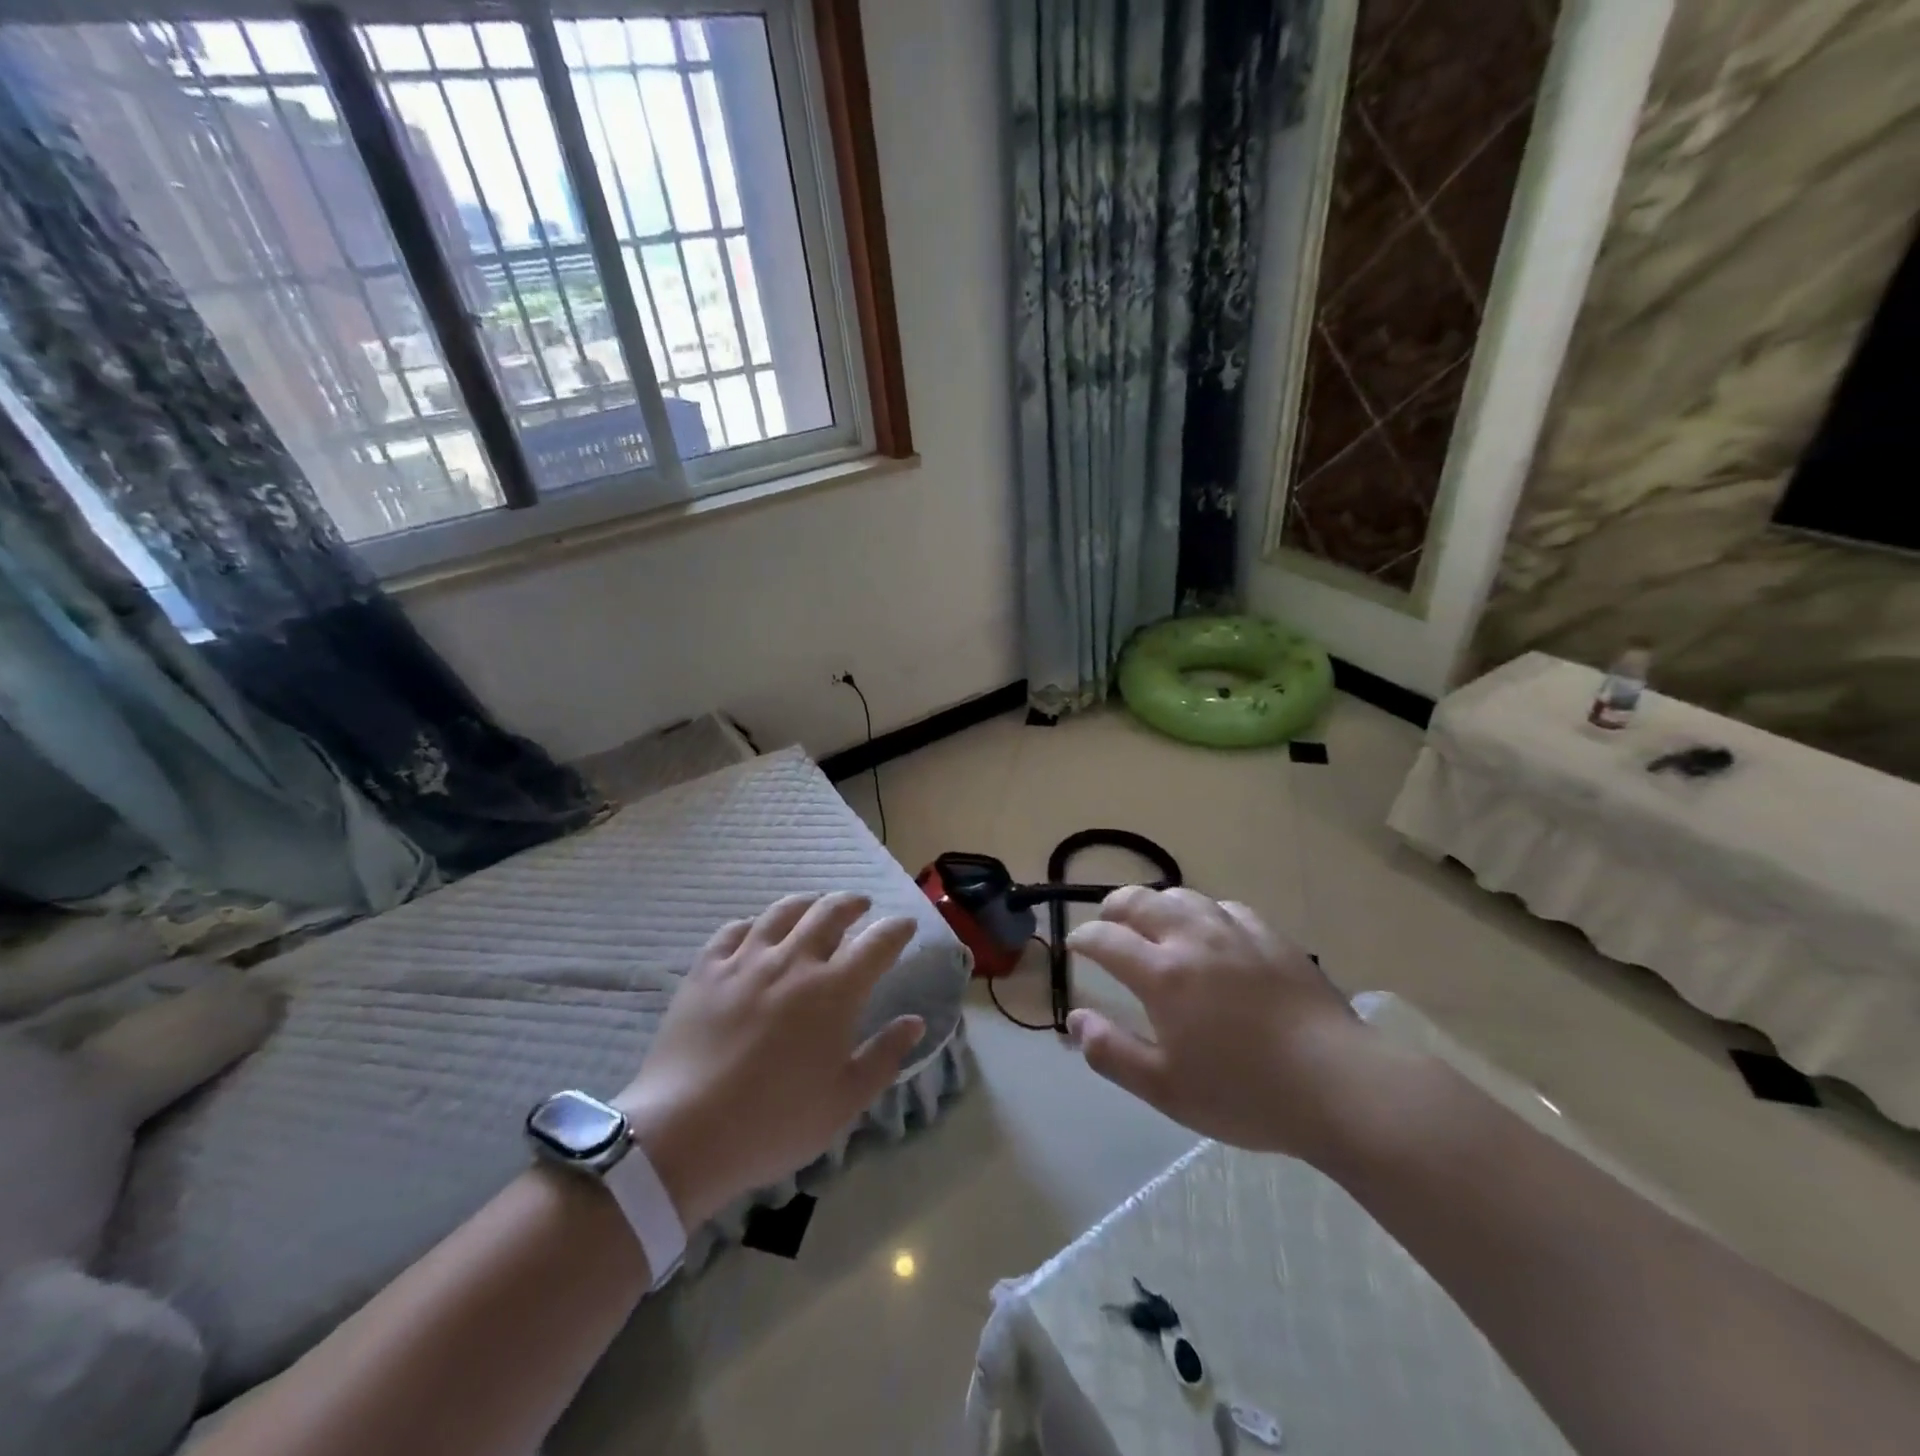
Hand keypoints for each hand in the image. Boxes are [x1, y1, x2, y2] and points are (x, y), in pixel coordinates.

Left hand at [615, 893, 923, 1226]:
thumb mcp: (844, 1101)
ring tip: (814, 906)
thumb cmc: (774, 1123)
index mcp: (834, 991)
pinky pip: (734, 929)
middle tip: (861, 907)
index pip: (877, 943)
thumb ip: (884, 1056)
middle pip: (829, 912)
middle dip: (853, 904)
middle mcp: (793, 961)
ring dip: (807, 903)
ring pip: (783, 911)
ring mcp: (746, 960)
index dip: (896, 930)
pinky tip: (757, 933)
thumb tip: (915, 1022)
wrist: (683, 1135)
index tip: (905, 925)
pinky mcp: (706, 969)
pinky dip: (754, 925)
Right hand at [1065, 887, 1369, 1161]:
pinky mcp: (1272, 938)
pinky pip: (1226, 908)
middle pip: (1141, 902)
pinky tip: (1211, 930)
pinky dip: (1204, 912)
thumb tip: (1075, 1020)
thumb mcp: (1165, 1088)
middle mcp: (1193, 939)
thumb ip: (1112, 1052)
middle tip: (1106, 921)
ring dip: (1156, 903)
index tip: (1075, 946)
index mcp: (1162, 974)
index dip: (1084, 938)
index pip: (1106, 939)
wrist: (1338, 1085)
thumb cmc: (1245, 1094)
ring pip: (1183, 896)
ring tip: (1152, 919)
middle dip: (1114, 907)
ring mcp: (1236, 933)